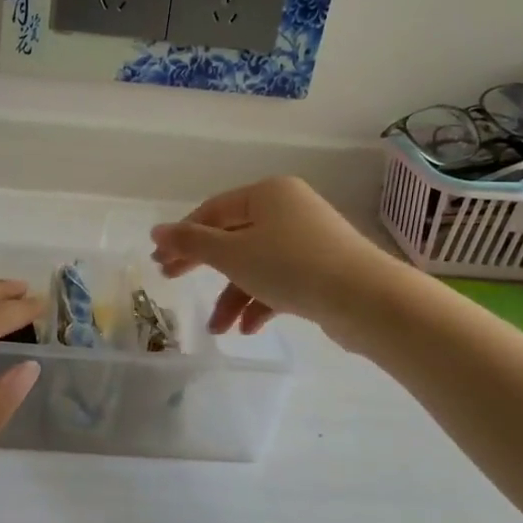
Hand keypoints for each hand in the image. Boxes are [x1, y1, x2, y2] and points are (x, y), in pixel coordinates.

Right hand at [151, 177, 394, 335]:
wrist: (366, 299)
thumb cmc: (291, 267)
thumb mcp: (232, 255)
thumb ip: (191, 243)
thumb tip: (156, 231)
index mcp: (267, 193)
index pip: (213, 211)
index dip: (183, 236)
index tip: (161, 262)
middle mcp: (288, 209)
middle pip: (233, 237)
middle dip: (205, 266)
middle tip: (173, 281)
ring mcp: (308, 240)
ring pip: (257, 264)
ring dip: (233, 296)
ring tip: (218, 329)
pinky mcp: (322, 269)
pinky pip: (281, 281)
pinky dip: (261, 302)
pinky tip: (249, 329)